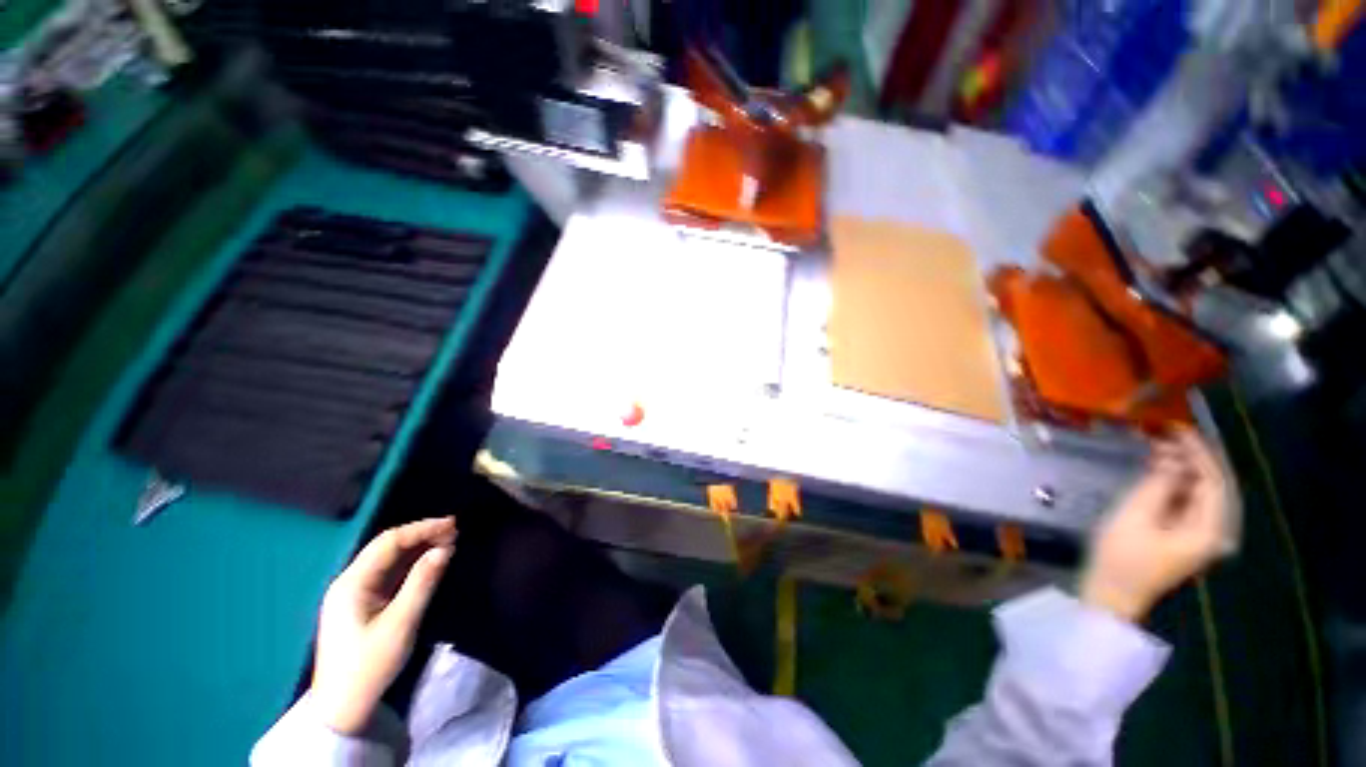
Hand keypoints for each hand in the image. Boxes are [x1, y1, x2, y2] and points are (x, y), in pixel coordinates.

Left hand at [311, 517, 456, 733]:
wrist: (343, 707)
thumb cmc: (370, 664)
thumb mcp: (401, 623)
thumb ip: (422, 582)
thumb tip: (444, 548)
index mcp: (352, 583)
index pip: (389, 542)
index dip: (422, 529)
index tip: (453, 524)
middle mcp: (350, 581)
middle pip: (387, 546)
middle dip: (421, 534)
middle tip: (455, 531)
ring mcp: (354, 592)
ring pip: (389, 558)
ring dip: (418, 547)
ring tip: (448, 541)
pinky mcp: (362, 603)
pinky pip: (389, 573)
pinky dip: (411, 563)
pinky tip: (430, 561)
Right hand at [1080, 429, 1228, 621]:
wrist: (1113, 592)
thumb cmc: (1121, 555)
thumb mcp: (1135, 514)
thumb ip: (1159, 483)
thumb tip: (1172, 455)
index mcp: (1209, 528)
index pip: (1214, 480)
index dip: (1198, 451)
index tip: (1176, 428)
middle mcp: (1216, 531)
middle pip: (1216, 485)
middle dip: (1196, 457)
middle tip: (1169, 434)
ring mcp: (1204, 537)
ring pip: (1206, 493)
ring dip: (1187, 468)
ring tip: (1162, 448)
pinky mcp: (1190, 538)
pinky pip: (1194, 503)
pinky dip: (1181, 483)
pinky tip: (1163, 472)